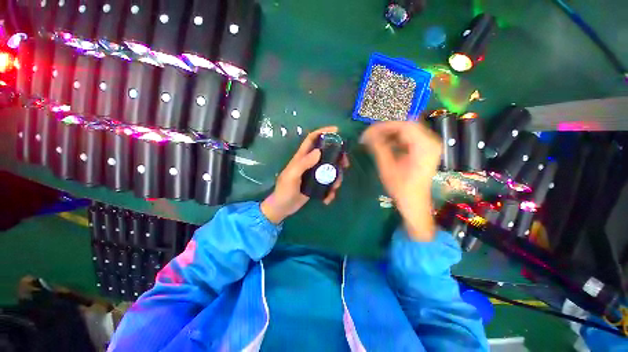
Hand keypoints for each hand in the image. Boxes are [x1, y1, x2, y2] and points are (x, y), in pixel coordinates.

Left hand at [261, 126, 348, 223]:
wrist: (283, 208)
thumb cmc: (284, 191)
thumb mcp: (292, 176)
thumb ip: (303, 163)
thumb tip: (319, 151)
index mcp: (302, 157)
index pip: (312, 139)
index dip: (323, 132)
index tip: (337, 131)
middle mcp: (309, 163)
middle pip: (327, 153)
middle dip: (338, 157)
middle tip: (345, 164)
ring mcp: (314, 174)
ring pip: (330, 169)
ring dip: (336, 177)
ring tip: (334, 188)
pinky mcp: (317, 184)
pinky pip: (328, 183)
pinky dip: (331, 191)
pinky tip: (328, 198)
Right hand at [360, 121, 441, 240]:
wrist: (414, 202)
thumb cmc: (401, 187)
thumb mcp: (387, 167)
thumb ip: (378, 147)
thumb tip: (366, 133)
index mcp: (424, 145)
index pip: (403, 125)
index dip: (384, 126)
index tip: (368, 131)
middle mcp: (431, 141)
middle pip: (406, 126)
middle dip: (386, 130)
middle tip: (370, 136)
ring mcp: (430, 145)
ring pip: (407, 131)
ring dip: (390, 134)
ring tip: (375, 141)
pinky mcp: (426, 150)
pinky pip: (410, 138)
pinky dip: (397, 140)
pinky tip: (386, 146)